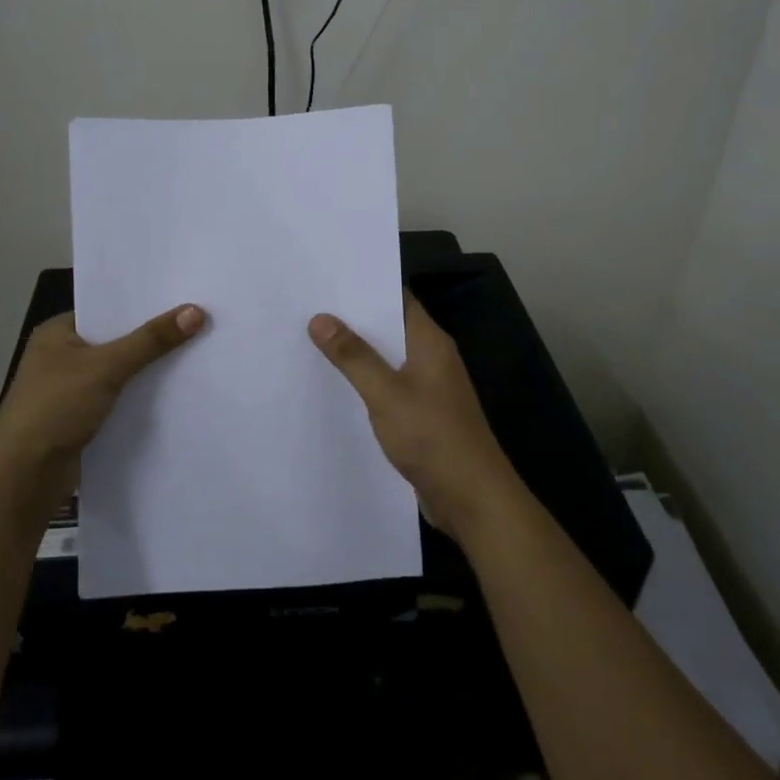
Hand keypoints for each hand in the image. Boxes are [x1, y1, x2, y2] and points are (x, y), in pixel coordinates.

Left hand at [0, 304, 205, 511]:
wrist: (24, 476)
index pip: (106, 310)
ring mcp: (69, 391)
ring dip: (146, 371)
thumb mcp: (107, 367)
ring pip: (118, 373)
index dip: (142, 306)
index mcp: (57, 333)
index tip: (182, 300)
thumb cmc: (56, 407)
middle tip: (197, 325)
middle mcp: (61, 357)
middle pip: (115, 341)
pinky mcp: (80, 420)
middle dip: (150, 339)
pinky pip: (117, 400)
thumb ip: (151, 340)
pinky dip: (138, 398)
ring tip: (194, 356)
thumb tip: (196, 311)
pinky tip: (172, 395)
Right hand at [308, 294, 520, 541]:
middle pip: (389, 327)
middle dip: (352, 319)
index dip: (364, 286)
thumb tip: (320, 318)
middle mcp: (431, 358)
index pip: (397, 298)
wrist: (472, 499)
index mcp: (430, 342)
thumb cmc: (433, 437)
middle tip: (307, 307)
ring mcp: (428, 388)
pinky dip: (364, 382)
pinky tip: (334, 386)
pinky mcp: (421, 415)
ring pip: (386, 359)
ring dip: (356, 353)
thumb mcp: (386, 394)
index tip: (326, 279)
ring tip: (310, 341)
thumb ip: (354, 357)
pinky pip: (388, 387)